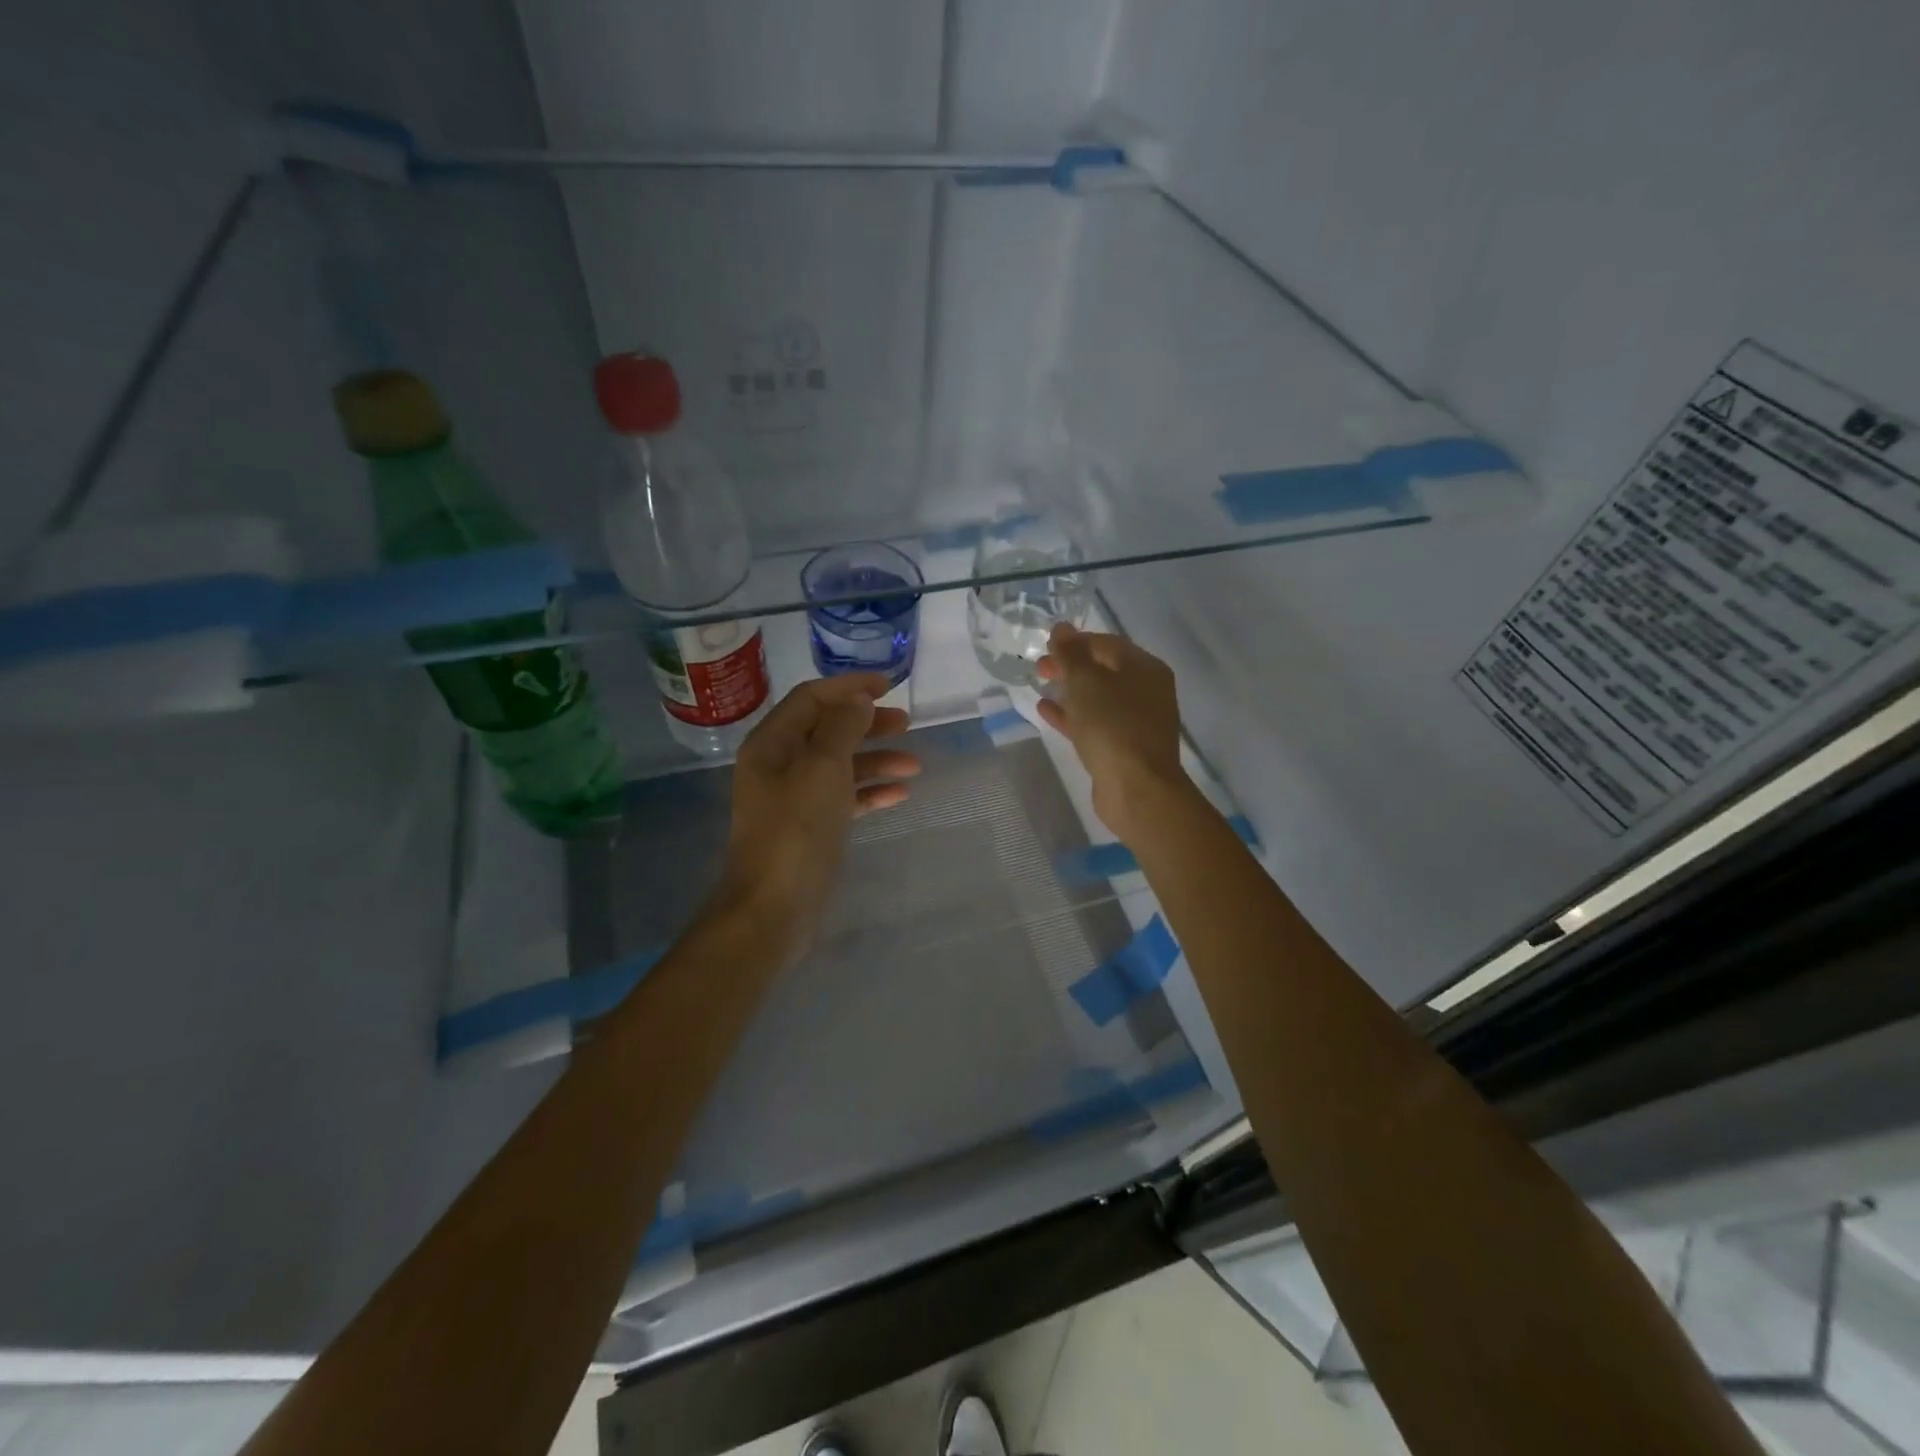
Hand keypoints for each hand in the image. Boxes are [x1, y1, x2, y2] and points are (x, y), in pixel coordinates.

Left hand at [717, 674, 919, 960]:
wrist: (773, 908)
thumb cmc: (796, 830)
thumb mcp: (823, 769)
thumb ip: (842, 727)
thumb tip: (858, 699)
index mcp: (772, 743)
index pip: (811, 698)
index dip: (849, 687)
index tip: (889, 685)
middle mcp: (779, 765)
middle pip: (827, 729)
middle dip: (867, 723)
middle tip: (906, 723)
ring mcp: (794, 798)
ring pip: (840, 765)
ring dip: (876, 759)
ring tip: (914, 764)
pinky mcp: (810, 827)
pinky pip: (844, 798)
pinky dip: (870, 791)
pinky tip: (900, 794)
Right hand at [1036, 624, 1186, 842]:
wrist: (1136, 788)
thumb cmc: (1112, 726)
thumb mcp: (1086, 682)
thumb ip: (1071, 653)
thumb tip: (1061, 627)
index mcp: (1145, 668)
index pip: (1107, 643)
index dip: (1075, 641)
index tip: (1045, 645)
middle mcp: (1146, 690)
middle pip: (1103, 669)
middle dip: (1070, 666)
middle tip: (1039, 667)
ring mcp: (1136, 721)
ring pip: (1098, 697)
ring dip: (1070, 690)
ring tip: (1040, 684)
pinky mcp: (1124, 747)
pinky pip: (1095, 722)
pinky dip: (1072, 714)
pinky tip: (1046, 710)